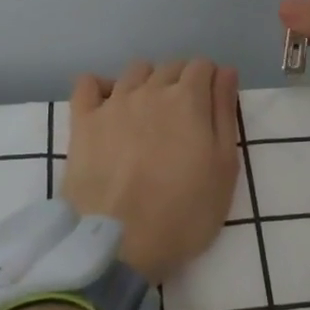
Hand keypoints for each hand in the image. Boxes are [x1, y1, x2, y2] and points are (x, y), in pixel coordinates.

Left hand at [61, 59, 240, 283]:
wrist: (119, 243)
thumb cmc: (184, 213)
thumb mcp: (224, 168)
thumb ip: (225, 114)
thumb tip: (225, 72)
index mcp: (188, 99)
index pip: (203, 65)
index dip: (210, 81)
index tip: (211, 106)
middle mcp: (150, 90)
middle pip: (170, 66)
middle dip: (182, 81)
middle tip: (184, 118)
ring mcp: (113, 103)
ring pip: (135, 71)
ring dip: (148, 82)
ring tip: (149, 114)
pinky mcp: (83, 121)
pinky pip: (88, 83)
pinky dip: (101, 87)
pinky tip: (108, 107)